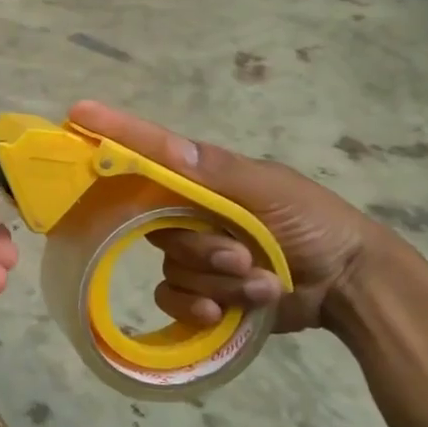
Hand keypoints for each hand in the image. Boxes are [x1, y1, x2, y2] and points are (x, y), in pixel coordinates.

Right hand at [70, 101, 383, 334]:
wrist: (349, 285)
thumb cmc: (313, 223)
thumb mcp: (270, 190)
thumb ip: (218, 172)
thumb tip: (170, 147)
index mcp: (203, 180)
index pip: (149, 155)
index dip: (114, 135)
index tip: (78, 114)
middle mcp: (190, 213)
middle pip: (155, 227)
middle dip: (201, 247)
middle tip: (240, 256)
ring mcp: (195, 255)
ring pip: (170, 267)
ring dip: (216, 281)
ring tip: (260, 283)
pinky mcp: (201, 294)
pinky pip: (173, 300)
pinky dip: (201, 309)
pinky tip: (230, 312)